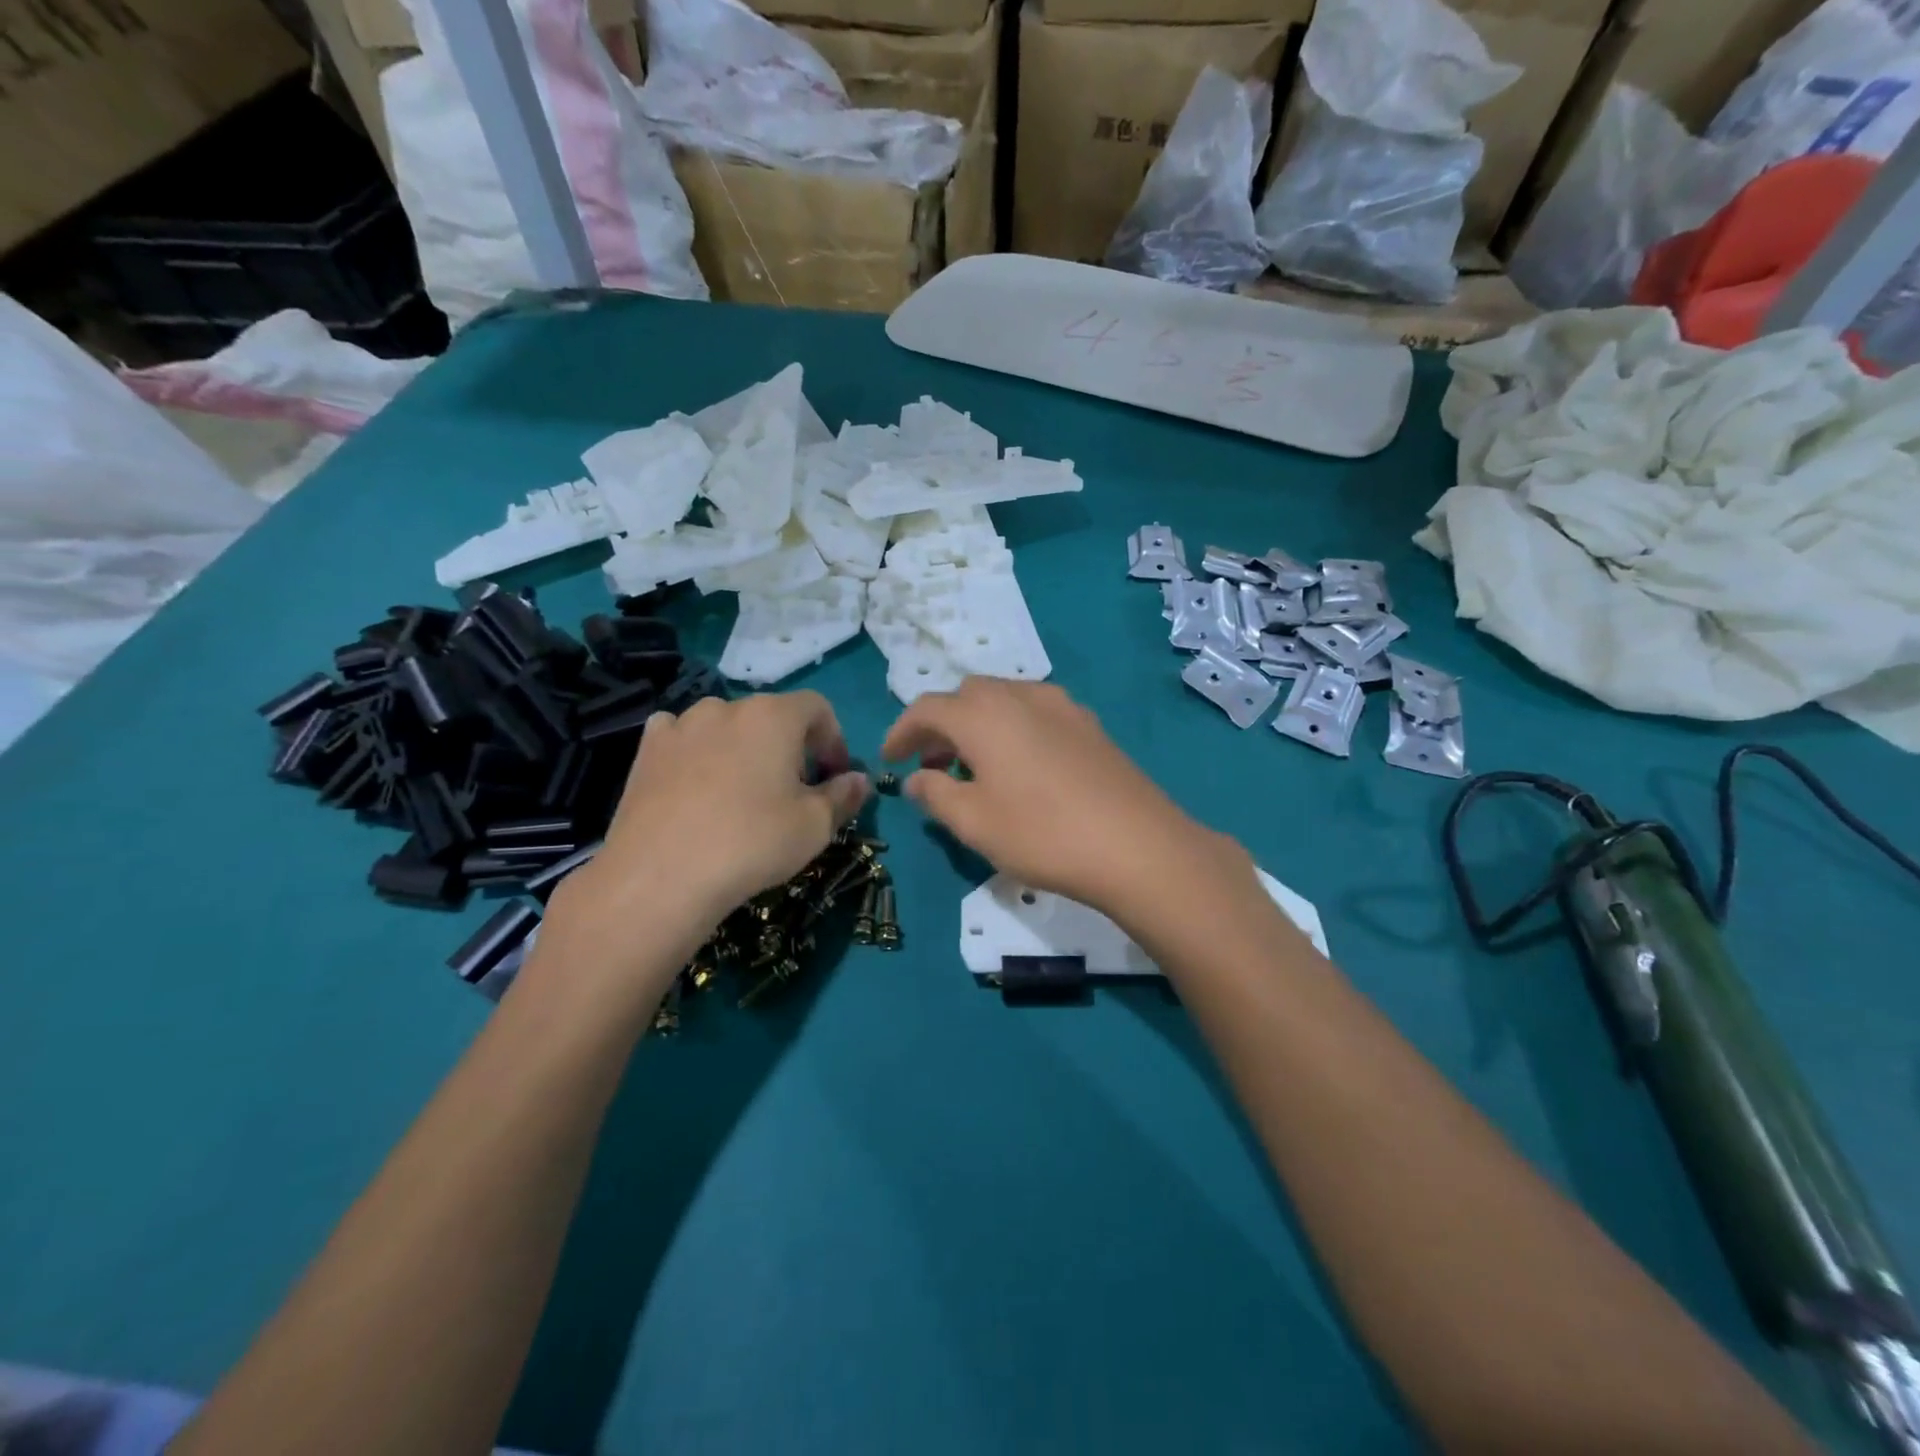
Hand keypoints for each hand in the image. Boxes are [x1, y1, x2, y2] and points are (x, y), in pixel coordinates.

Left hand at [543, 692, 868, 991]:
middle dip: (789, 747)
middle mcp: (726, 707)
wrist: (660, 877)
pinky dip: (696, 751)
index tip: (833, 777)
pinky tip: (696, 784)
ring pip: (725, 726)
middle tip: (793, 791)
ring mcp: (681, 725)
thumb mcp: (815, 826)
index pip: (818, 708)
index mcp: (774, 716)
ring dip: (742, 748)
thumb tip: (858, 779)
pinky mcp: (646, 750)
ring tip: (741, 792)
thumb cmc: (752, 843)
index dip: (833, 740)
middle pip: (771, 716)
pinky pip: (681, 737)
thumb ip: (843, 795)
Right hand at [881, 678, 1242, 914]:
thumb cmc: (1042, 834)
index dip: (901, 731)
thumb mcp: (974, 822)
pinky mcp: (1089, 724)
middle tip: (932, 763)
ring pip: (1004, 699)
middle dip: (941, 724)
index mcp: (983, 714)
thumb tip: (916, 779)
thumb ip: (935, 794)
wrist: (1137, 845)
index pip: (927, 708)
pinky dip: (1013, 727)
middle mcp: (1020, 695)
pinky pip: (1036, 712)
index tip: (890, 759)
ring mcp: (1061, 705)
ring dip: (978, 723)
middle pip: (967, 695)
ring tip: (974, 765)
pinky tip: (1022, 765)